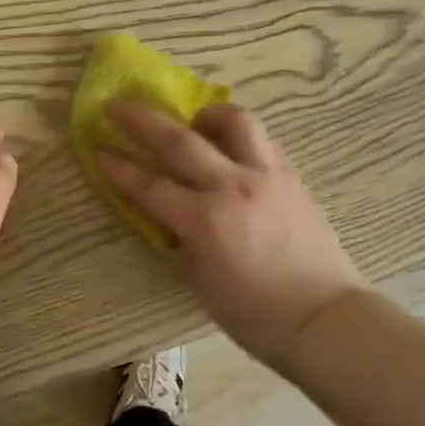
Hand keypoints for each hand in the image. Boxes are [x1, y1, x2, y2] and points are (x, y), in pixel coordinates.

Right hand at [99, 102, 368, 368]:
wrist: (325, 319)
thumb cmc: (256, 314)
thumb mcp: (202, 279)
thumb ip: (182, 237)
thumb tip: (170, 212)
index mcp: (205, 221)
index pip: (151, 185)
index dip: (120, 167)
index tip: (99, 149)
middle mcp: (233, 187)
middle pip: (180, 141)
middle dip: (142, 120)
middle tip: (118, 106)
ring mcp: (267, 176)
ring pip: (234, 122)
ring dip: (205, 113)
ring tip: (194, 119)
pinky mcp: (292, 176)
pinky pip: (261, 140)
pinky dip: (239, 136)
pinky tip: (232, 146)